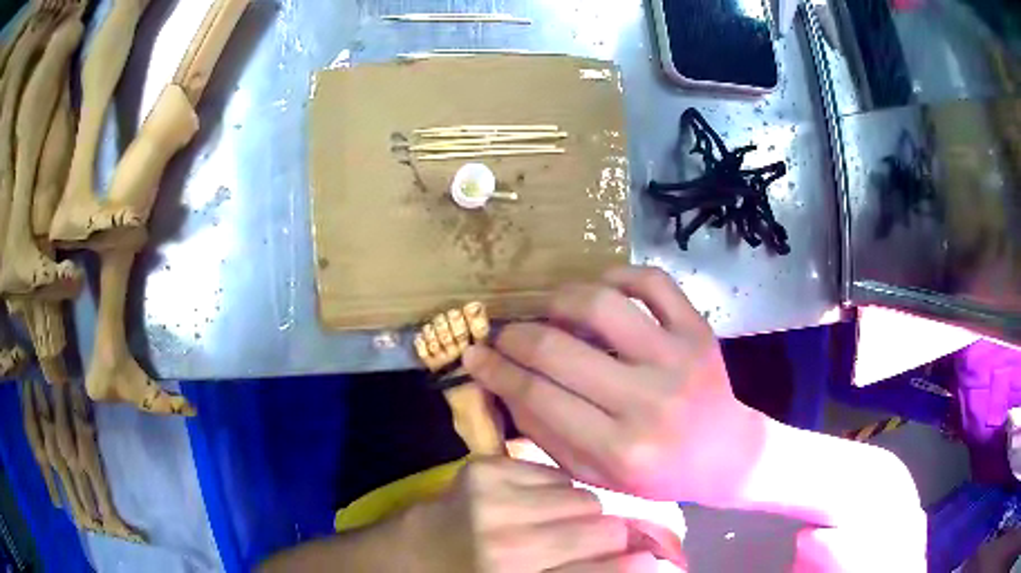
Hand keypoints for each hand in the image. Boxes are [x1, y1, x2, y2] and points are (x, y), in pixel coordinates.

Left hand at [403, 457, 656, 571]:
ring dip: (579, 512)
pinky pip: (552, 474)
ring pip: (582, 496)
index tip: (651, 560)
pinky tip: (530, 504)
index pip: (601, 569)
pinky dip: (552, 490)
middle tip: (595, 542)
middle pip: (602, 527)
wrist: (416, 551)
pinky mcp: (482, 467)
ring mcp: (491, 499)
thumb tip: (647, 562)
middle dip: (608, 536)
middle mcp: (505, 543)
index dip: (635, 564)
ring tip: (555, 524)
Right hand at [464, 266, 759, 502]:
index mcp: (619, 448)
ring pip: (600, 303)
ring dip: (558, 299)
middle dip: (514, 336)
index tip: (474, 356)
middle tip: (503, 334)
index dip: (495, 371)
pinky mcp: (697, 328)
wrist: (724, 453)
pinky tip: (602, 290)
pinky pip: (651, 281)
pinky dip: (617, 275)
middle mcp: (647, 400)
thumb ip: (546, 433)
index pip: (537, 397)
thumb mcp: (596, 472)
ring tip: (548, 310)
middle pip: (557, 349)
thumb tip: (503, 383)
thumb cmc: (657, 473)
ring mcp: (677, 357)